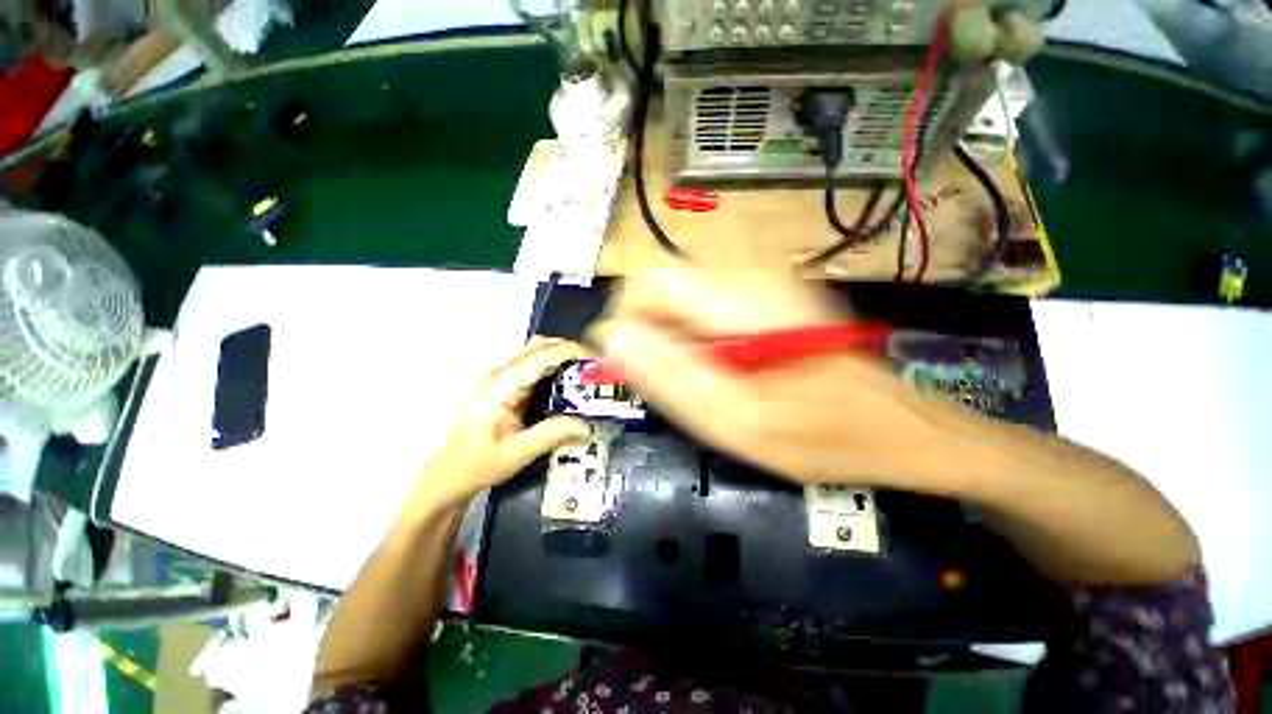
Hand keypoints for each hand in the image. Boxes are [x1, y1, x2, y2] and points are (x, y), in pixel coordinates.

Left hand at [414, 338, 591, 508]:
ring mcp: (498, 378)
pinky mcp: (501, 385)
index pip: (540, 357)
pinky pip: (530, 366)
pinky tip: (565, 384)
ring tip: (584, 374)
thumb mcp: (517, 453)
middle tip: (594, 367)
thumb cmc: (476, 465)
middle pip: (537, 347)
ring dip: (560, 356)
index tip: (597, 359)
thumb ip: (552, 434)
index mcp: (499, 388)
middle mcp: (498, 375)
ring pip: (533, 353)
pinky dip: (551, 367)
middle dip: (568, 350)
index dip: (570, 352)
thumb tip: (588, 426)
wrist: (446, 474)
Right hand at [591, 268, 965, 492]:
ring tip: (704, 380)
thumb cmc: (823, 435)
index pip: (647, 283)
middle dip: (654, 335)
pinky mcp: (764, 295)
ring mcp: (759, 282)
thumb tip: (613, 338)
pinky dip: (696, 339)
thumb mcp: (739, 421)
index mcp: (742, 301)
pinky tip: (722, 369)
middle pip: (661, 287)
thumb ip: (672, 377)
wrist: (892, 426)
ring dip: (675, 340)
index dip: (629, 323)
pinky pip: (703, 308)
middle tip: (678, 383)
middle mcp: (749, 276)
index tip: (636, 367)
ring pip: (680, 299)